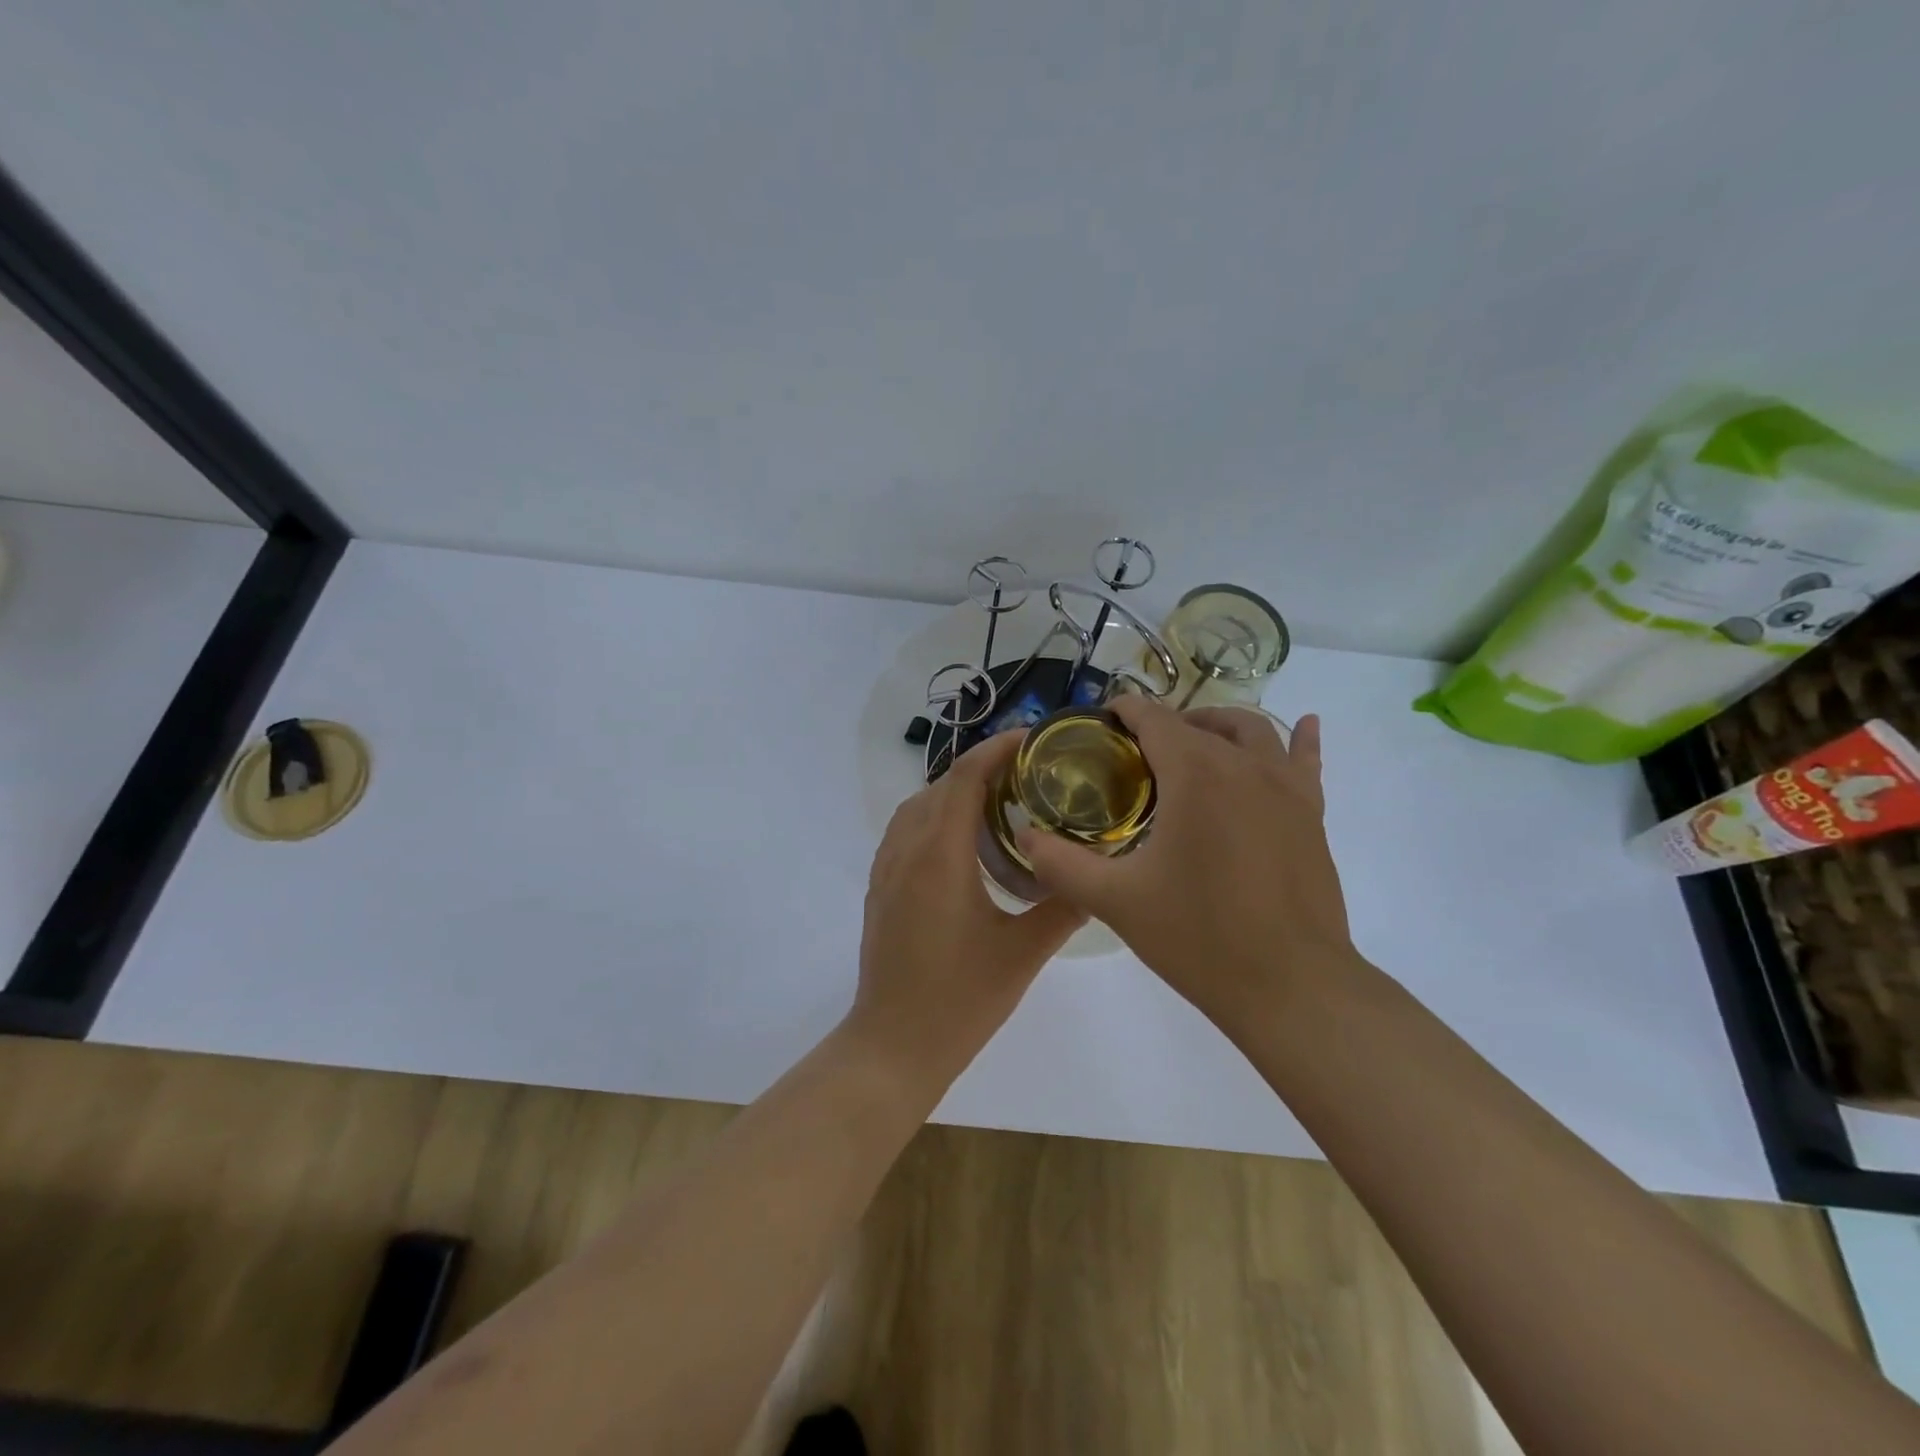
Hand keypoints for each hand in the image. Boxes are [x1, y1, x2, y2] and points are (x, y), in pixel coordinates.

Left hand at [848, 731, 1084, 1088]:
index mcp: (939, 857)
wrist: (893, 1046)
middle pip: (940, 786)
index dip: (996, 750)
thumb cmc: (960, 1000)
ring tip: (1000, 800)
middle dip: (982, 768)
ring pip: (918, 806)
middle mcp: (906, 851)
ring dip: (955, 791)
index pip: (964, 780)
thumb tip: (1098, 879)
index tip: (1032, 739)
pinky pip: (905, 831)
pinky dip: (934, 816)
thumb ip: (1062, 908)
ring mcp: (886, 869)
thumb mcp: (1022, 954)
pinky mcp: (880, 888)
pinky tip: (964, 842)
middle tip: (1029, 772)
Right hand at [1017, 697, 1356, 1033]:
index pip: (1154, 719)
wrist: (1289, 985)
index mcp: (1195, 774)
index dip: (1125, 710)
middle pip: (1199, 723)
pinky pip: (1305, 761)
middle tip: (1134, 752)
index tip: (1102, 718)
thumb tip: (1024, 836)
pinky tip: (1306, 724)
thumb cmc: (1198, 937)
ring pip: (1252, 731)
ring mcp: (1285, 787)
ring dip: (1217, 726)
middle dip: (1164, 724)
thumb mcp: (1116, 901)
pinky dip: (1300, 740)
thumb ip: (1061, 864)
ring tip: (1194, 742)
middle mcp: (1243, 765)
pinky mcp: (1311, 815)